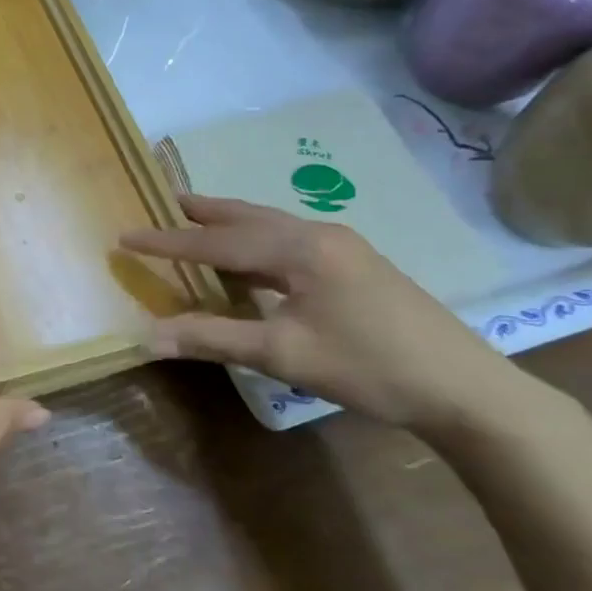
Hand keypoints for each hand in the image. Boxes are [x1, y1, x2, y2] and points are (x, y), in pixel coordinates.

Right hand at [121, 194, 537, 434]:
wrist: (466, 390)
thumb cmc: (369, 367)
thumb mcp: (282, 355)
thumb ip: (212, 338)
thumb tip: (146, 337)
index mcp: (300, 250)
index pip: (217, 241)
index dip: (167, 241)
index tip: (125, 237)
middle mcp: (319, 236)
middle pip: (248, 217)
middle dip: (204, 211)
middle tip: (166, 200)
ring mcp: (344, 248)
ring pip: (272, 226)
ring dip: (232, 223)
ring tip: (198, 217)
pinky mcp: (357, 266)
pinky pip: (290, 241)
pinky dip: (257, 242)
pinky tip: (251, 258)